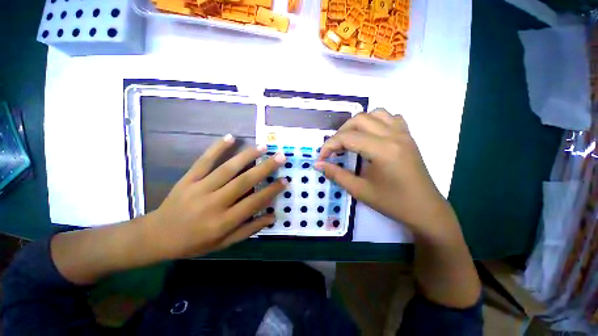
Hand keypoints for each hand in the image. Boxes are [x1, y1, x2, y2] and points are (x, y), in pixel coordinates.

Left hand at [147, 135, 286, 259]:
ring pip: (227, 168)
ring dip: (247, 156)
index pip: (254, 202)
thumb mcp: (224, 243)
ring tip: (263, 147)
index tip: (285, 180)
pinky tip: (230, 137)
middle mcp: (214, 203)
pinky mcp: (188, 179)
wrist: (156, 236)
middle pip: (244, 182)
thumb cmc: (194, 243)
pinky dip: (217, 148)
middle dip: (265, 168)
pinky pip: (204, 161)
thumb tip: (272, 216)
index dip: (272, 191)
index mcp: (223, 222)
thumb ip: (249, 229)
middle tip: (280, 157)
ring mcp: (199, 188)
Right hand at [315, 109, 455, 236]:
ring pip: (375, 113)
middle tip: (334, 150)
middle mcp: (393, 135)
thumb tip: (318, 164)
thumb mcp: (359, 190)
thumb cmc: (392, 203)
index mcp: (382, 150)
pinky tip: (371, 136)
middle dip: (340, 133)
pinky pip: (391, 118)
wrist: (425, 209)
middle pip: (359, 119)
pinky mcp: (408, 137)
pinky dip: (376, 121)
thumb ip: (336, 174)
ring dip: (357, 124)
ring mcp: (403, 134)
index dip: (329, 146)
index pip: (347, 138)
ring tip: (350, 140)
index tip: (321, 158)